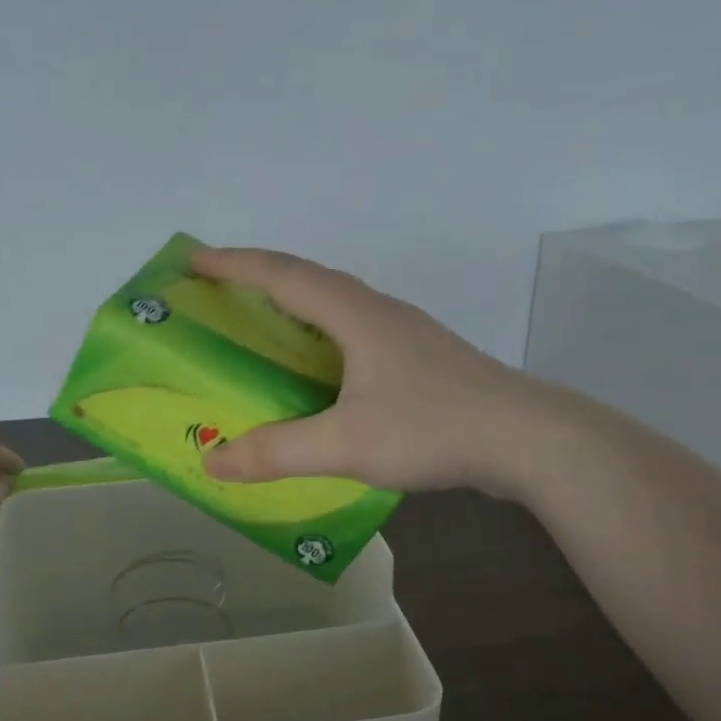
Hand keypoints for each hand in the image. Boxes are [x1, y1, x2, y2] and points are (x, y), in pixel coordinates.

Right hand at [191, 247, 530, 493]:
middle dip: (257, 278)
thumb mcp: (345, 444)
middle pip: (309, 279)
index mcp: (355, 315)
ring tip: (261, 324)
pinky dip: (321, 335)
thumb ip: (277, 452)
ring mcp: (405, 333)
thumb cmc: (433, 428)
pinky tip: (320, 369)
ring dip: (293, 304)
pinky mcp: (421, 359)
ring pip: (336, 304)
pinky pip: (355, 332)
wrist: (528, 440)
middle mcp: (379, 312)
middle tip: (217, 291)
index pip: (282, 274)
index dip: (233, 264)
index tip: (193, 259)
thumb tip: (211, 461)